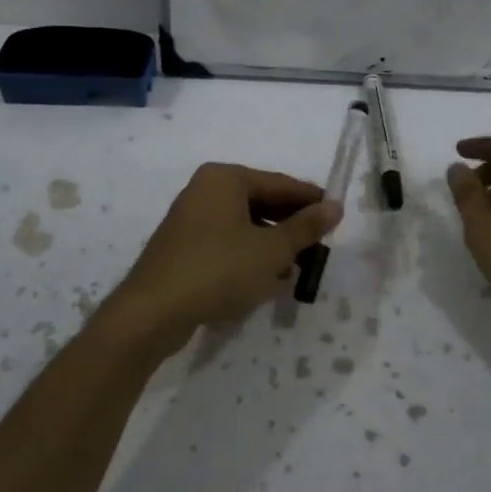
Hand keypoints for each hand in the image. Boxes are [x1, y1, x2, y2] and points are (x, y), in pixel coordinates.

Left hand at [114, 163, 340, 343]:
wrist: (153, 312)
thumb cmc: (218, 269)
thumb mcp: (271, 249)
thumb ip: (305, 227)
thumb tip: (335, 206)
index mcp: (225, 179)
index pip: (280, 183)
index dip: (311, 201)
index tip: (337, 218)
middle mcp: (205, 191)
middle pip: (261, 203)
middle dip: (290, 227)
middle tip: (320, 247)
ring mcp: (190, 220)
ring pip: (244, 226)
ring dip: (272, 246)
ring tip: (298, 268)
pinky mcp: (183, 249)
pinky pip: (227, 245)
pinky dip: (249, 258)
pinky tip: (266, 281)